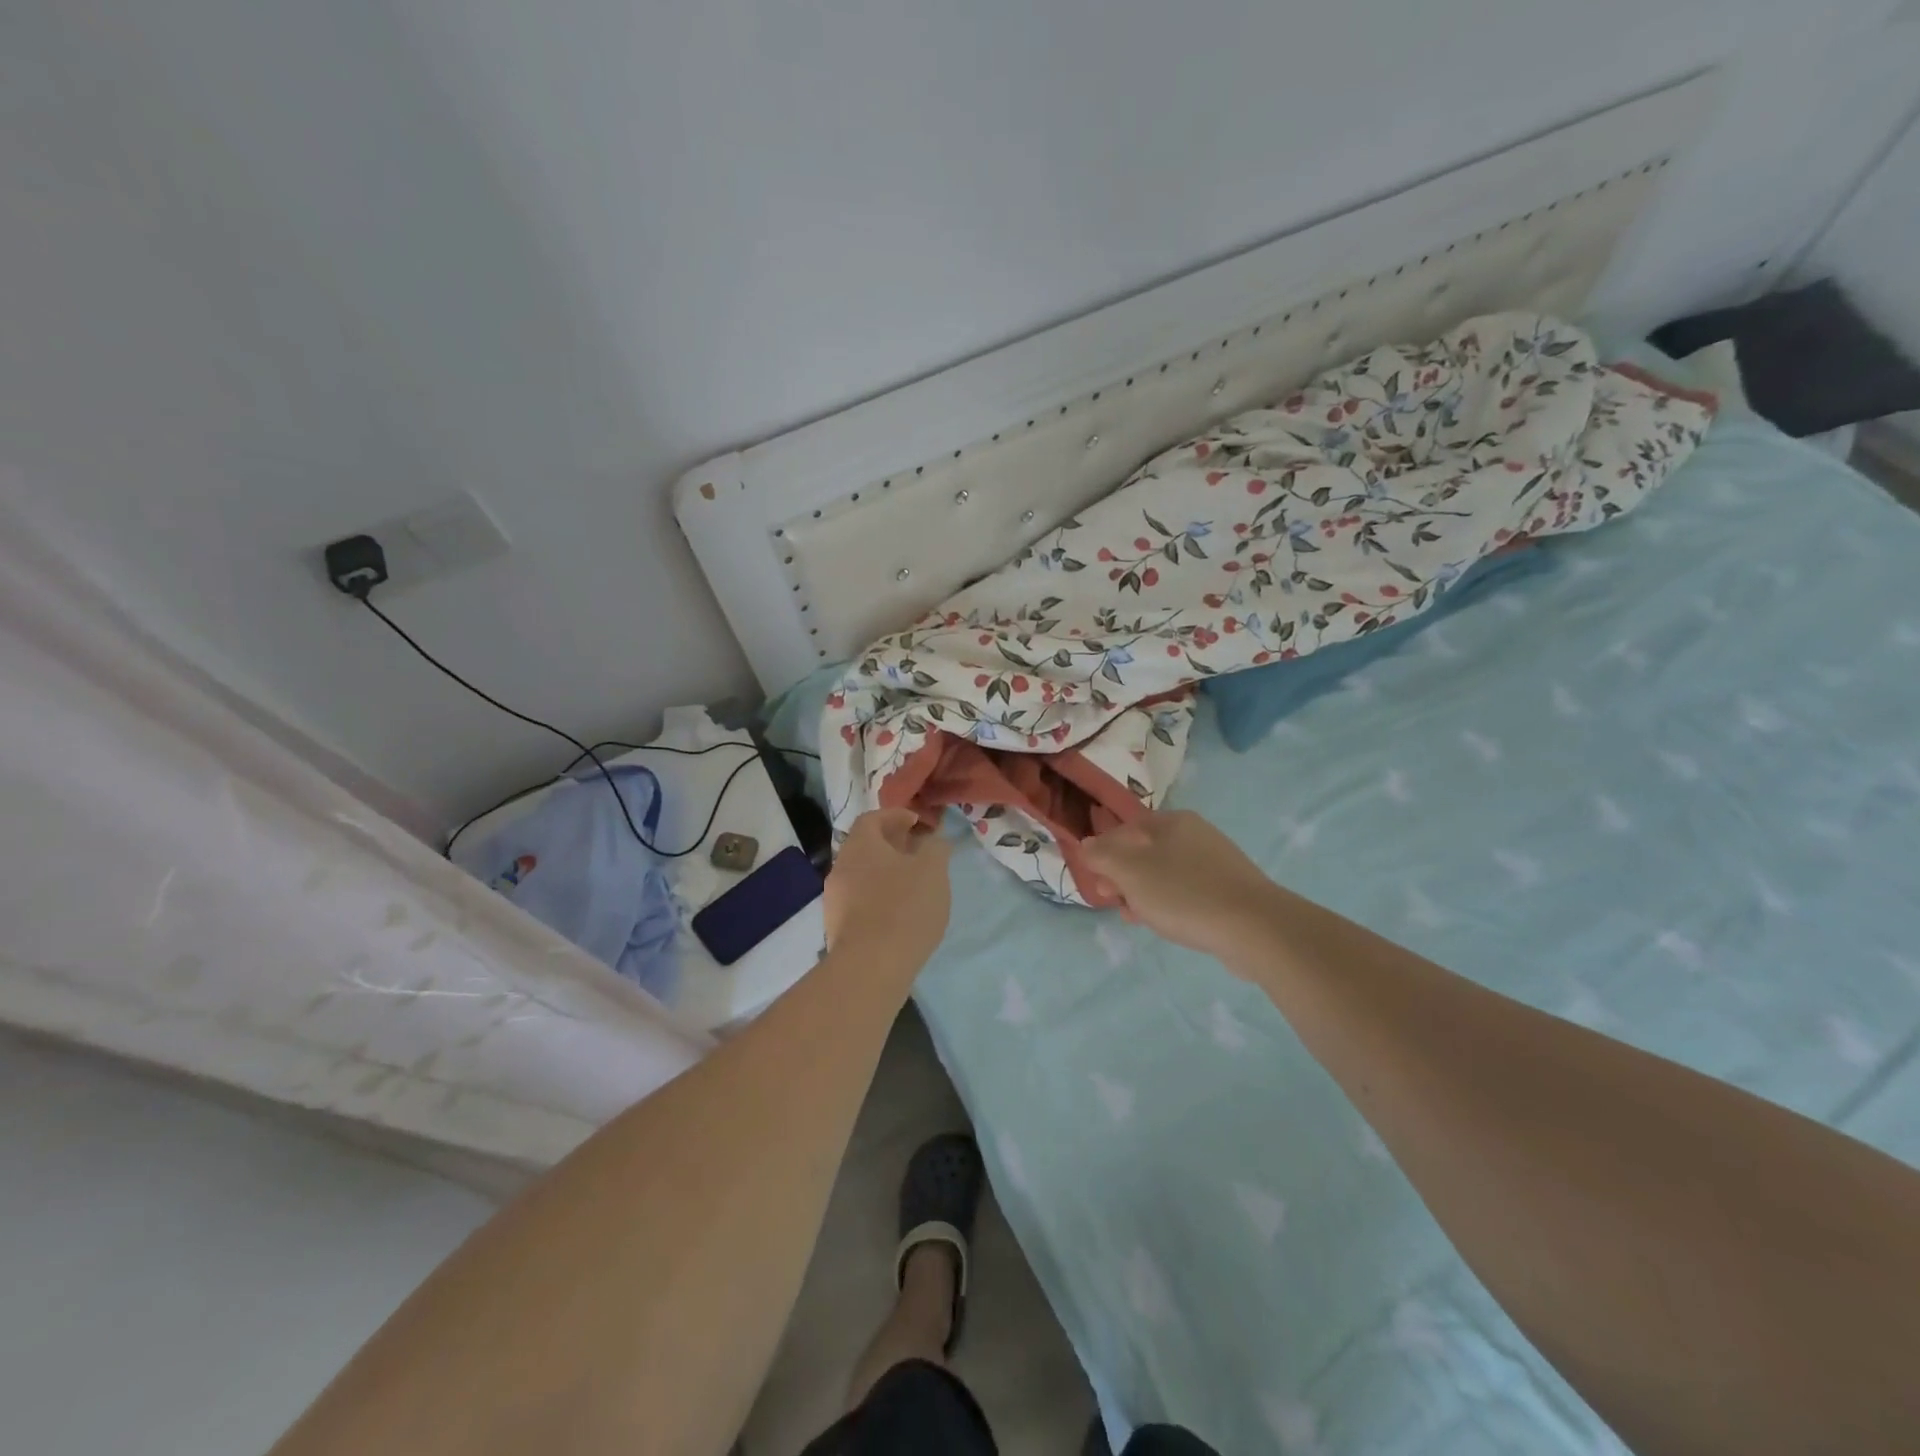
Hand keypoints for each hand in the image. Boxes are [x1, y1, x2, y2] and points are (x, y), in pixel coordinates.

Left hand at [824, 809, 952, 974]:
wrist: (870, 966)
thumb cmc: (904, 907)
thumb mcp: (933, 870)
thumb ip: (935, 848)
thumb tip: (933, 840)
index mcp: (860, 845)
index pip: (872, 818)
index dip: (895, 816)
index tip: (917, 823)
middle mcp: (841, 867)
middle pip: (866, 848)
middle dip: (892, 846)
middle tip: (919, 853)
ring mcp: (835, 900)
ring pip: (862, 876)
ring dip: (886, 874)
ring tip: (913, 885)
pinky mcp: (838, 928)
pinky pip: (860, 902)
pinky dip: (879, 899)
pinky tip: (899, 915)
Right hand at [1081, 810, 1277, 961]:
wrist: (1255, 928)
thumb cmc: (1183, 893)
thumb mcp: (1129, 872)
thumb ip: (1102, 855)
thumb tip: (1087, 844)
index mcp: (1171, 821)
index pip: (1124, 829)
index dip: (1103, 853)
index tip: (1097, 882)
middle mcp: (1195, 833)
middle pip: (1144, 851)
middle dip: (1123, 877)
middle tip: (1114, 901)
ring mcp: (1215, 862)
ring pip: (1164, 874)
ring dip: (1143, 894)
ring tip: (1136, 918)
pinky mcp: (1229, 890)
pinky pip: (1187, 891)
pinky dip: (1170, 904)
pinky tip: (1166, 924)